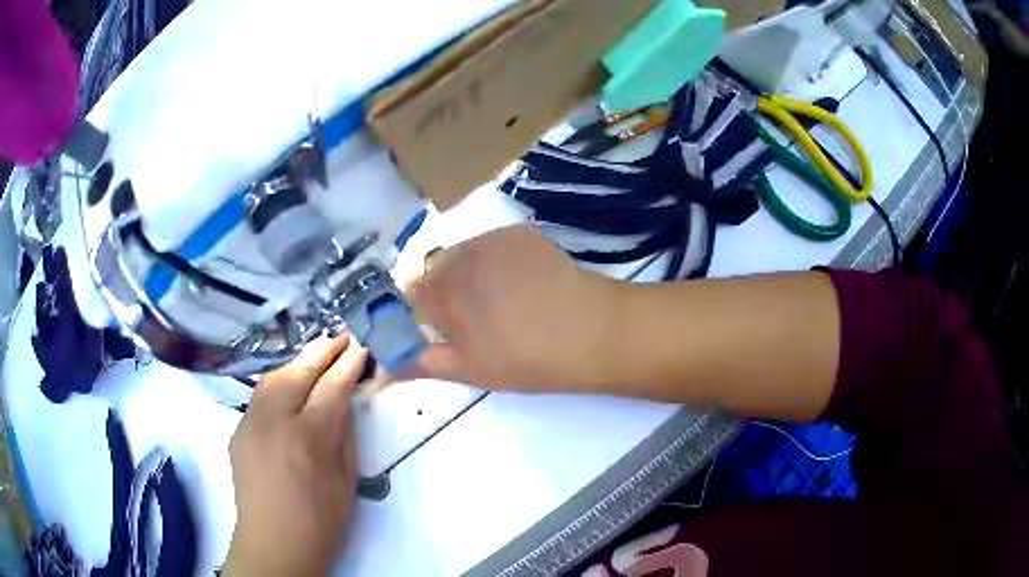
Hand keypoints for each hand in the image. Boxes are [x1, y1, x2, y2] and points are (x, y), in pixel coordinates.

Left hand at [223, 337, 366, 576]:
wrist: (273, 543)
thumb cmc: (320, 520)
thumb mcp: (346, 480)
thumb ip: (344, 434)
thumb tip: (344, 401)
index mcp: (307, 439)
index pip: (331, 387)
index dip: (348, 363)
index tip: (361, 343)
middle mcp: (273, 422)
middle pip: (297, 372)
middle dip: (322, 351)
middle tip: (342, 337)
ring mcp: (249, 423)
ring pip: (273, 377)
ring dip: (298, 363)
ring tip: (318, 355)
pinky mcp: (237, 430)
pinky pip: (260, 396)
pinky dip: (279, 382)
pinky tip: (291, 385)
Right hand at [403, 225, 622, 392]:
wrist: (594, 331)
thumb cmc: (527, 358)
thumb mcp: (469, 368)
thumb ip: (419, 363)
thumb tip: (378, 375)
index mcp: (442, 289)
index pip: (406, 294)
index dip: (415, 315)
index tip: (434, 333)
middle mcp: (460, 253)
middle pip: (432, 271)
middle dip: (442, 295)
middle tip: (471, 324)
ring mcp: (493, 238)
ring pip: (461, 256)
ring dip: (466, 276)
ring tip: (497, 304)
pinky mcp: (520, 233)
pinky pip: (490, 246)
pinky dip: (492, 263)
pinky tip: (518, 285)